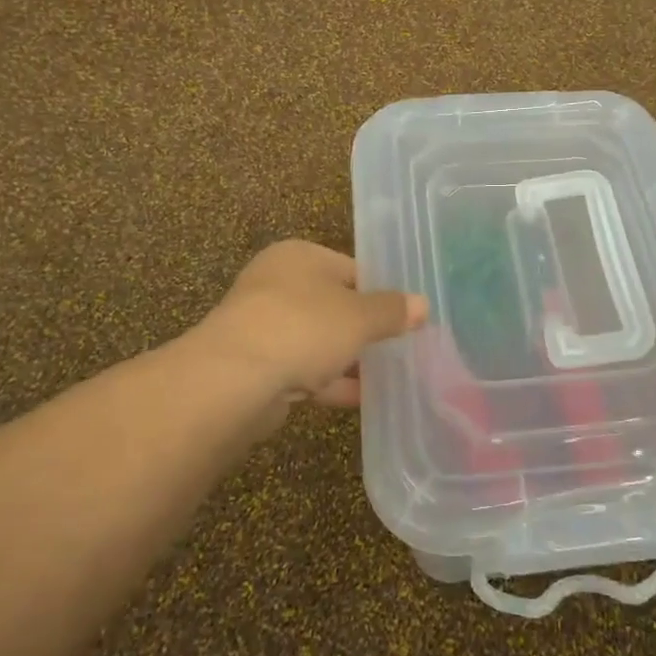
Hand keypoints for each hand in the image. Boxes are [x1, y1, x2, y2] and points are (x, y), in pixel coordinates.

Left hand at [199, 240, 426, 413]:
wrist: (233, 380)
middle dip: (363, 328)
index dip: (380, 292)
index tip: (406, 316)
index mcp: (299, 257)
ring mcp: (262, 326)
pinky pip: (303, 369)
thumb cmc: (303, 327)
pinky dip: (329, 382)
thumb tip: (422, 304)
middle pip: (332, 304)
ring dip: (347, 357)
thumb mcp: (359, 316)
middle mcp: (276, 284)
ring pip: (317, 339)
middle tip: (400, 346)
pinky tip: (361, 398)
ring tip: (388, 375)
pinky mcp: (256, 366)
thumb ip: (392, 311)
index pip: (351, 268)